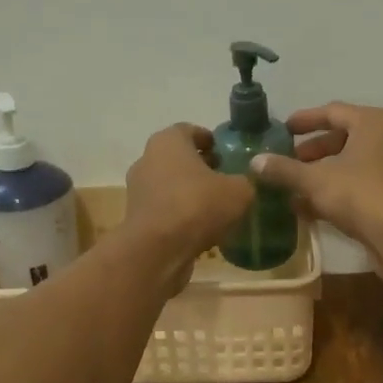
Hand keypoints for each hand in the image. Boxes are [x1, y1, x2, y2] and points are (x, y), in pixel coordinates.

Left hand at [124, 124, 253, 281]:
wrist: (157, 251)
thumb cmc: (197, 206)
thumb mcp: (239, 191)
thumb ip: (246, 181)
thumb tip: (245, 183)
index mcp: (168, 141)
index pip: (189, 130)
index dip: (210, 141)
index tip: (226, 154)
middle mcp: (147, 160)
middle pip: (178, 158)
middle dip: (200, 167)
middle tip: (225, 179)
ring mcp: (138, 190)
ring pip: (170, 185)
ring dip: (190, 193)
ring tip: (216, 207)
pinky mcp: (137, 219)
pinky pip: (165, 210)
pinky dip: (180, 215)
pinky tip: (201, 229)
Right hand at [250, 103, 382, 267]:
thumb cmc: (361, 196)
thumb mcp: (315, 181)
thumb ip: (284, 170)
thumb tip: (254, 161)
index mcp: (374, 122)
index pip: (332, 112)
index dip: (304, 121)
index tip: (282, 130)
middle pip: (345, 138)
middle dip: (313, 152)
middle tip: (288, 163)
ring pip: (354, 163)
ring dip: (324, 174)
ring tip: (296, 188)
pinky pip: (364, 183)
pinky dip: (340, 190)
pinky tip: (314, 209)